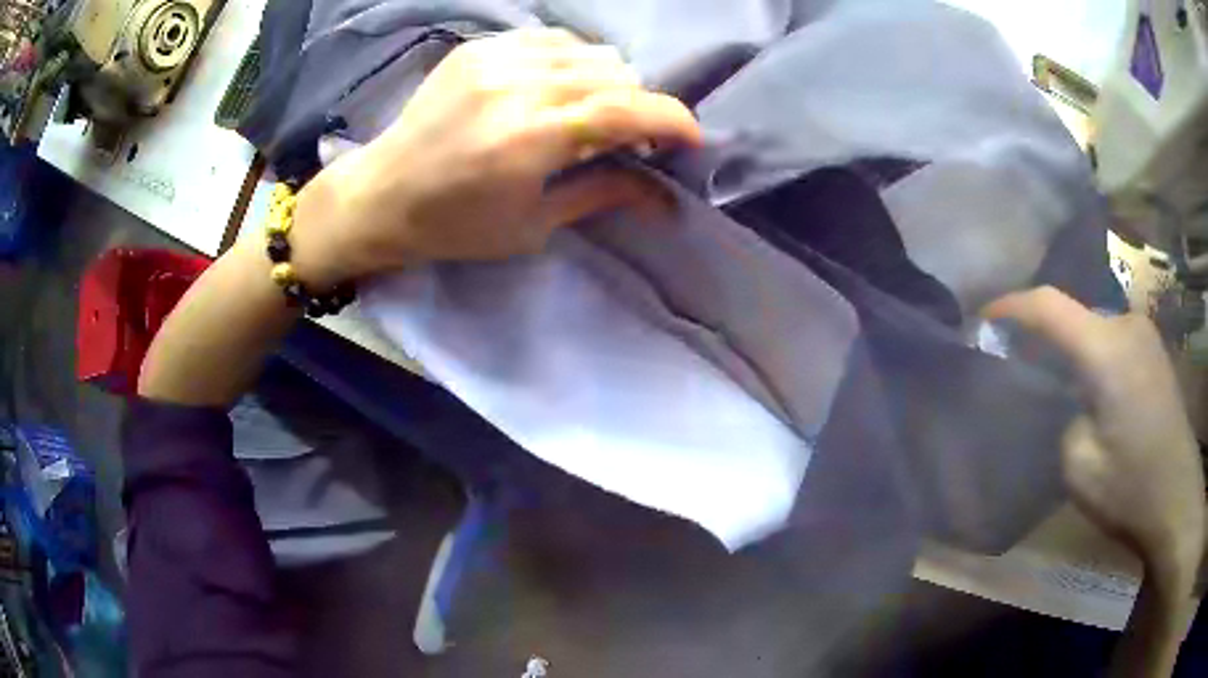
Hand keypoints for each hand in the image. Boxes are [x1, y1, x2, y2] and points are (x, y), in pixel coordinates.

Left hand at [290, 28, 701, 286]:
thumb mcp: (533, 224)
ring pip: (588, 51)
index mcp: (531, 138)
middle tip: (628, 138)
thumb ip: (603, 193)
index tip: (692, 138)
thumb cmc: (455, 225)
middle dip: (638, 106)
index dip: (672, 120)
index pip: (627, 110)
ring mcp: (495, 58)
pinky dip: (571, 60)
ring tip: (590, 112)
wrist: (381, 194)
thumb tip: (667, 199)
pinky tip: (558, 85)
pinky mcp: (478, 48)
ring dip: (607, 81)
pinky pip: (551, 38)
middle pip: (615, 74)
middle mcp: (517, 85)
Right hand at [985, 287, 1205, 594]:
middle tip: (1021, 366)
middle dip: (1044, 336)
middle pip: (1074, 315)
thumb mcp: (1079, 467)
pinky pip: (1113, 339)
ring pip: (1095, 327)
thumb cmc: (1131, 489)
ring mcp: (1145, 335)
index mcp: (1106, 349)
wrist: (1178, 499)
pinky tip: (1093, 390)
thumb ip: (1062, 420)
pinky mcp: (1155, 351)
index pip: (1049, 306)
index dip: (1011, 307)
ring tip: (1057, 384)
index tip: (983, 321)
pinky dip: (1094, 355)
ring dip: (1072, 348)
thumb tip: (1067, 401)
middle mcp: (1126, 325)